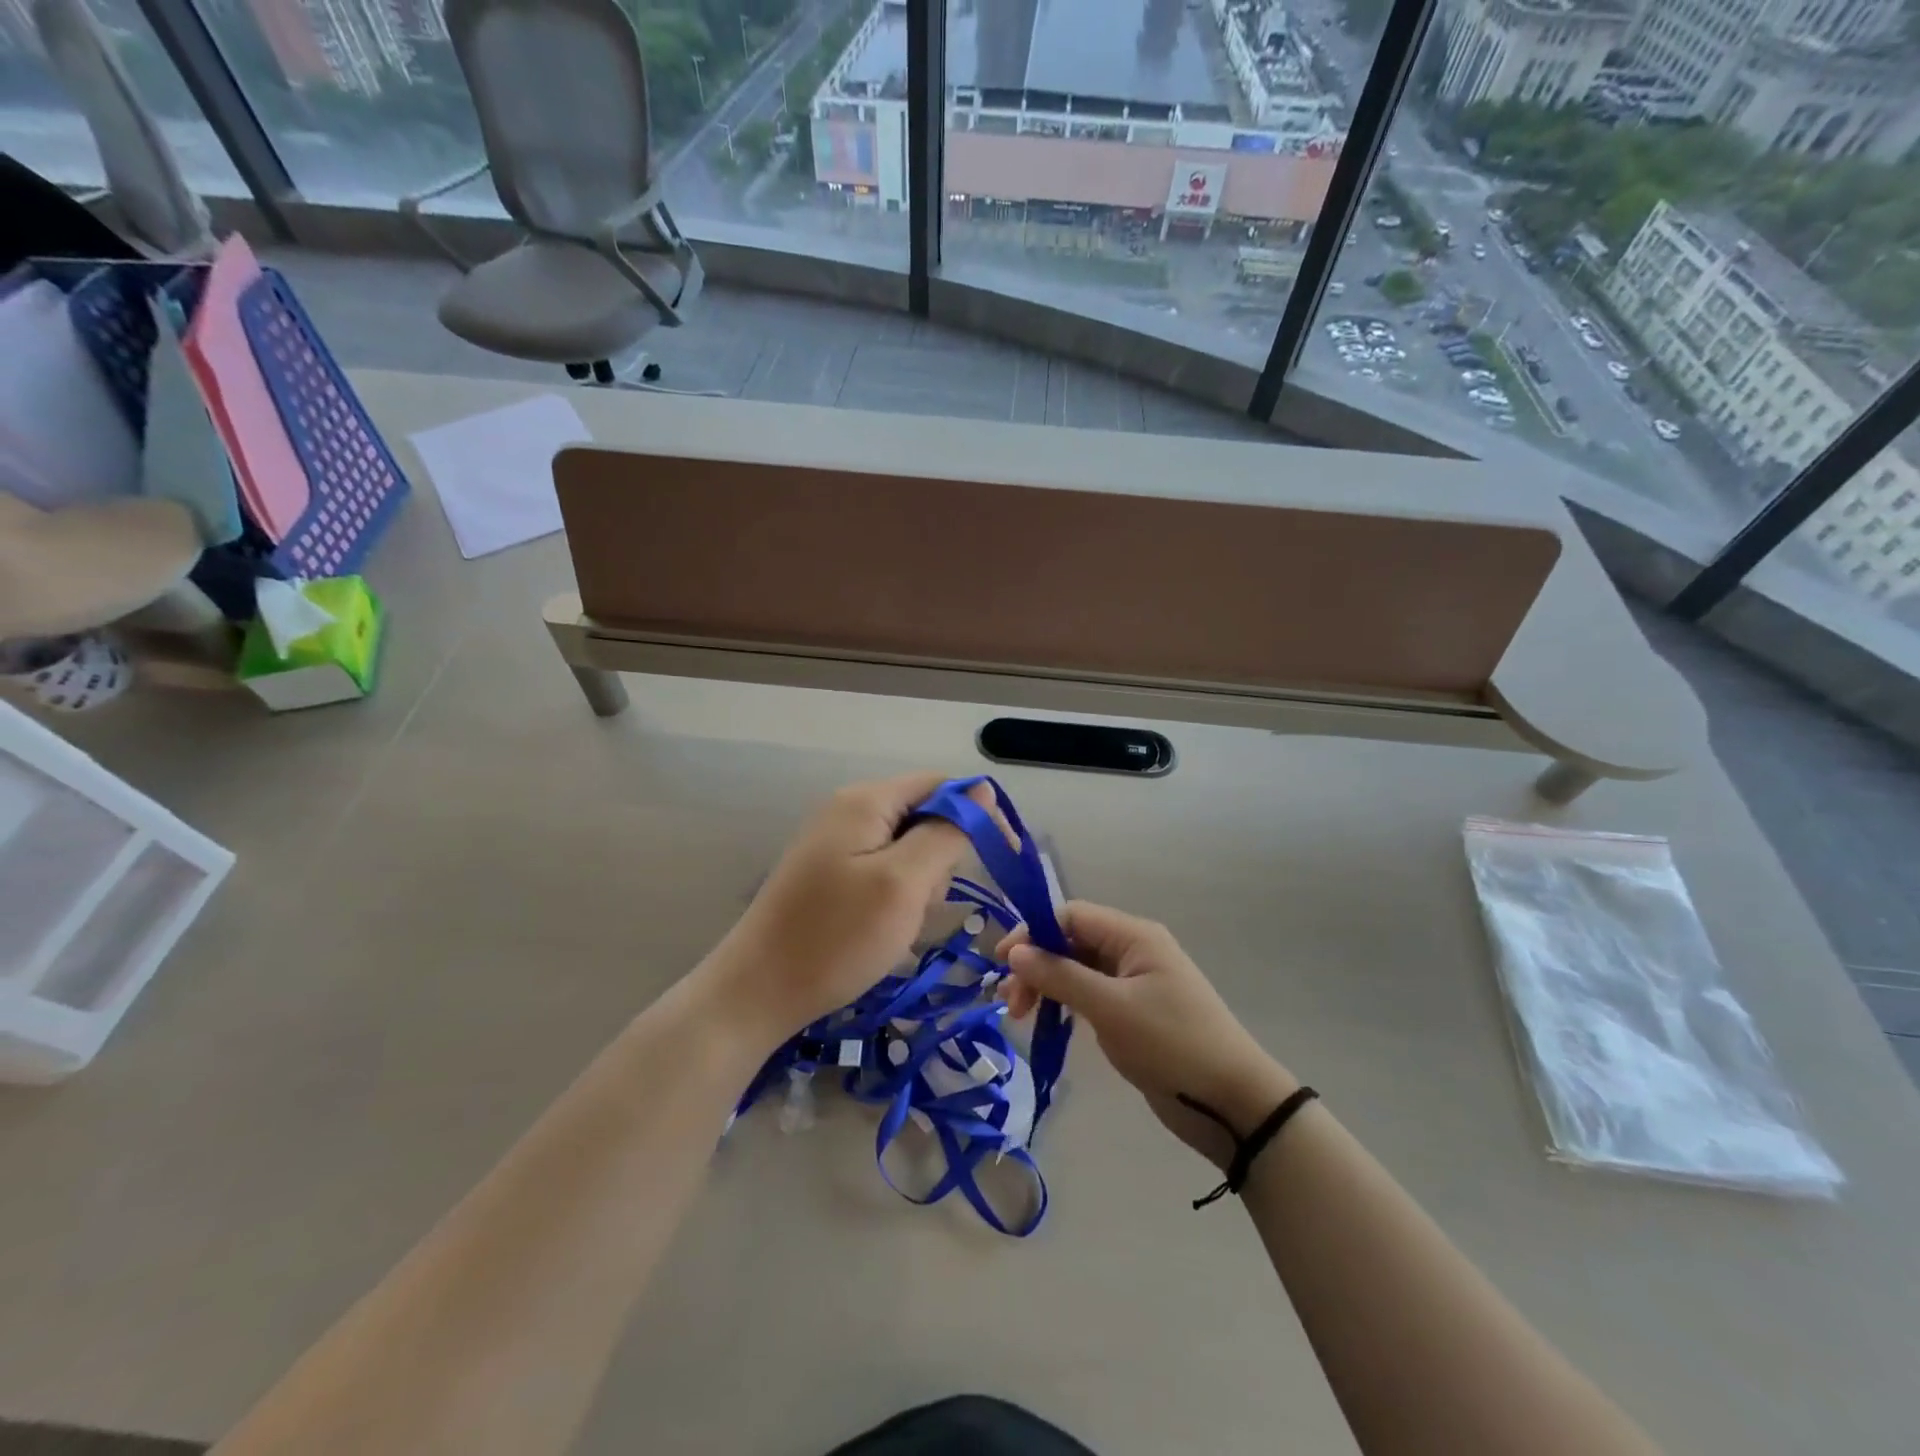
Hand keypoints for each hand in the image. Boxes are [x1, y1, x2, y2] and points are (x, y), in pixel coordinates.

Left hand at [699, 773, 991, 1053]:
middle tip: (923, 906)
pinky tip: (881, 930)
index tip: (1002, 859)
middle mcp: (850, 809)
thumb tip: (982, 791)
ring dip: (919, 885)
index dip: (977, 814)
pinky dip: (895, 897)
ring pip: (906, 848)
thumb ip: (946, 832)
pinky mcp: (828, 873)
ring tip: (898, 925)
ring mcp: (835, 842)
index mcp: (867, 800)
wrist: (757, 992)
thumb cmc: (836, 937)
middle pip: (924, 815)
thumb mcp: (903, 883)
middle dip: (940, 859)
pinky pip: (882, 871)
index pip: (942, 785)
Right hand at [999, 903, 1297, 1169]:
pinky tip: (1047, 1020)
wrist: (1231, 1101)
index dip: (1033, 932)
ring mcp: (1134, 981)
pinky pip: (1090, 993)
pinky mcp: (1133, 1011)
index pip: (1071, 915)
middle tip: (1009, 1001)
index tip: (1003, 963)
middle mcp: (1132, 950)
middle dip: (1036, 964)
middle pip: (1071, 941)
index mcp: (1133, 935)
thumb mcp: (1110, 1008)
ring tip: (1020, 1014)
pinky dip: (1065, 1002)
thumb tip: (1015, 952)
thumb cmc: (1171, 1044)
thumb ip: (1060, 975)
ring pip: (1077, 968)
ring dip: (1046, 984)